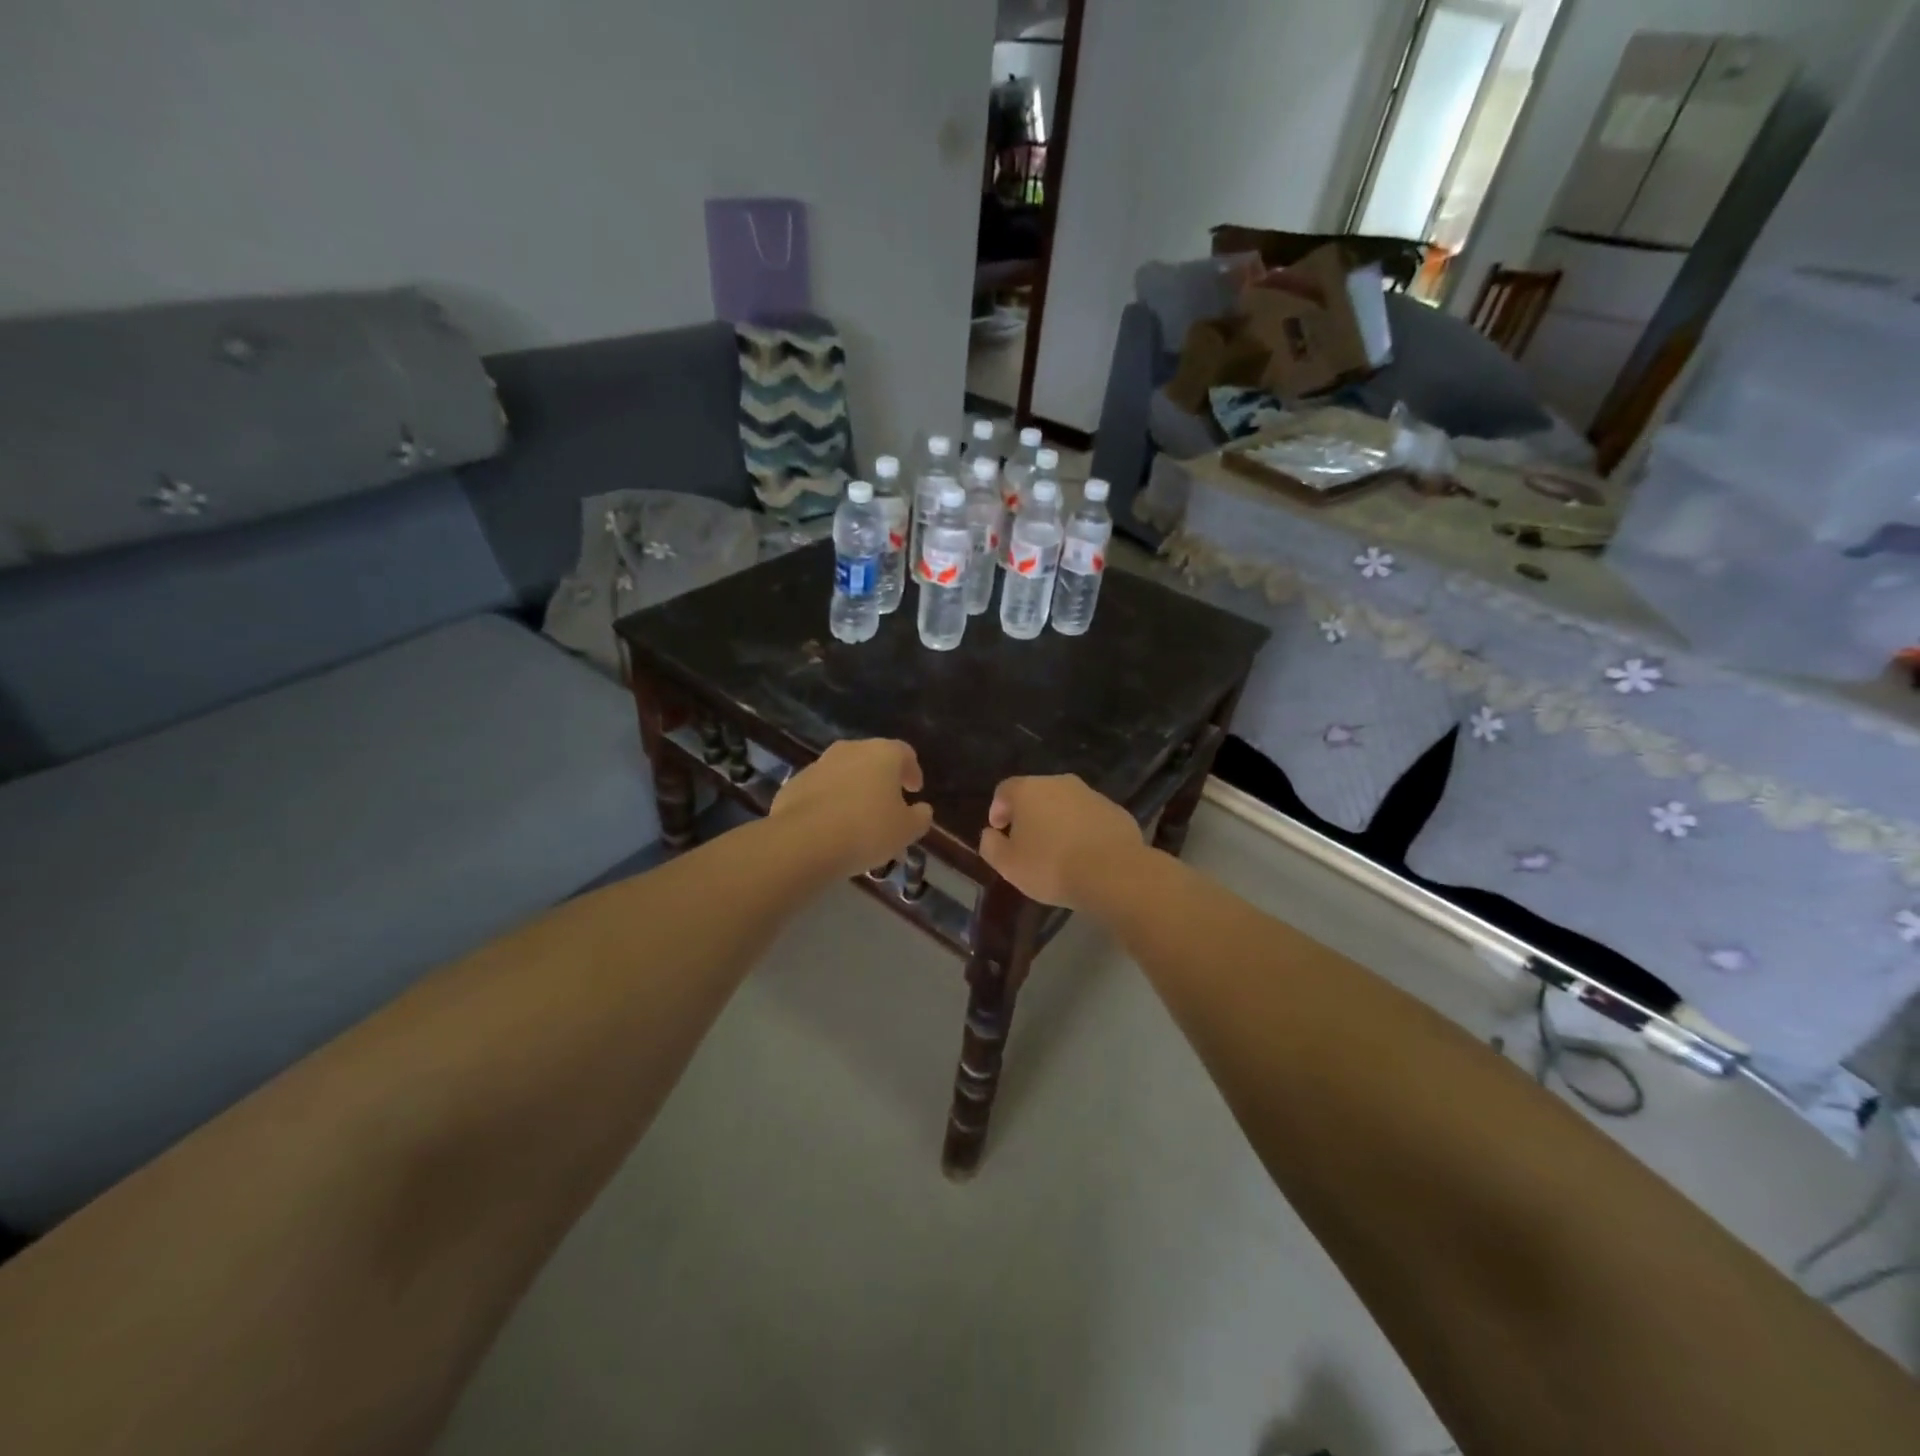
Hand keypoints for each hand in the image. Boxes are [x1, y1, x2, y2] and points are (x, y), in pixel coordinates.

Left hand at [771, 739, 932, 877]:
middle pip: (872, 759)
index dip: (912, 771)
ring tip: (857, 820)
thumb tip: (922, 809)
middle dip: (881, 780)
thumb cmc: (867, 830)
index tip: (914, 790)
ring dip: (853, 790)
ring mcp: (819, 765)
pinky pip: (820, 790)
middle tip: (887, 805)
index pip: (905, 753)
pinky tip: (830, 826)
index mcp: (883, 754)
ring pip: (844, 774)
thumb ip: (920, 818)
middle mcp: (850, 750)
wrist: (804, 841)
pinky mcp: (794, 783)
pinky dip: (828, 802)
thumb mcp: (906, 831)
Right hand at [977, 775, 1145, 908]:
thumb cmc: (1051, 866)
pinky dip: (1084, 829)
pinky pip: (1091, 817)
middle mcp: (1060, 783)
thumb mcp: (1008, 865)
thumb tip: (990, 834)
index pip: (1005, 790)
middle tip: (1027, 841)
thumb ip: (991, 846)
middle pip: (1037, 793)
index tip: (999, 830)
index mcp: (1029, 790)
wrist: (1113, 872)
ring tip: (1058, 850)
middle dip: (1029, 814)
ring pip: (1066, 804)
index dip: (998, 809)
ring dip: (1058, 821)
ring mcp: (1091, 795)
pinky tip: (1085, 854)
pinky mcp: (1116, 811)